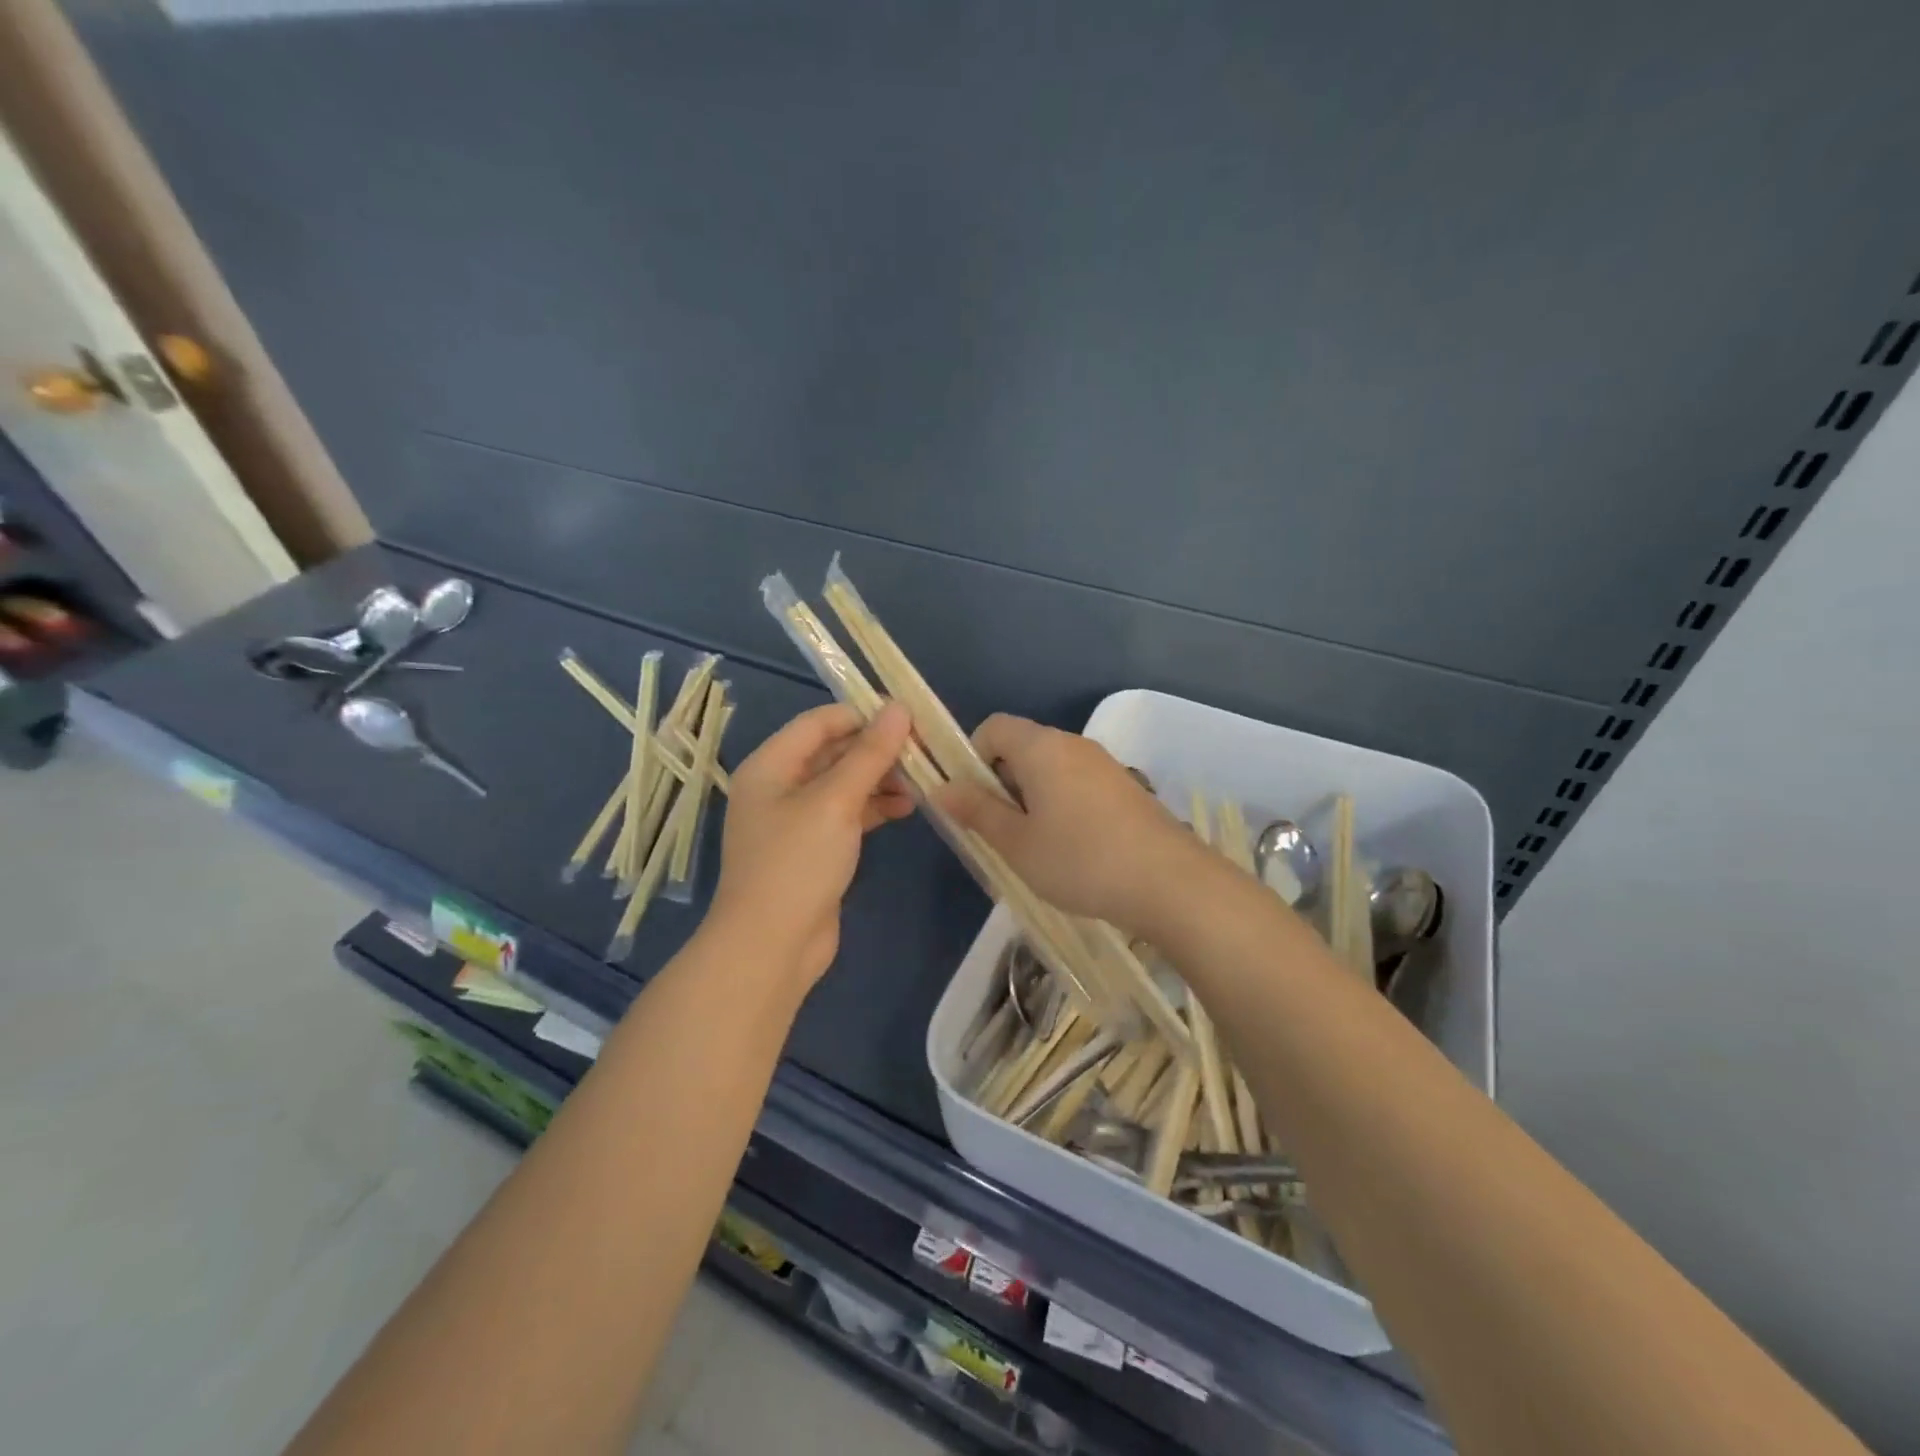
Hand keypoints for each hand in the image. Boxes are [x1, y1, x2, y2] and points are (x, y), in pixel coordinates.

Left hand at [708, 702, 914, 989]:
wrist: (771, 947)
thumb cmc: (797, 864)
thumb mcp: (835, 802)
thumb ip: (869, 754)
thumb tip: (899, 708)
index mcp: (771, 766)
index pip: (819, 722)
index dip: (862, 716)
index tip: (908, 720)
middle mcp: (779, 786)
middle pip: (833, 752)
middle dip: (877, 750)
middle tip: (923, 752)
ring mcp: (796, 819)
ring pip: (844, 784)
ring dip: (880, 779)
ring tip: (921, 783)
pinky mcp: (813, 848)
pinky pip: (847, 814)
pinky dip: (874, 807)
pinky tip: (905, 809)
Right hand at [938, 713, 1202, 932]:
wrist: (1171, 882)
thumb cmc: (1080, 860)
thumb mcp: (1016, 843)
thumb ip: (977, 811)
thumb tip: (942, 788)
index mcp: (1041, 747)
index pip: (993, 727)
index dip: (973, 758)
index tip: (974, 801)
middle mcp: (1073, 744)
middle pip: (1023, 746)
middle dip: (1001, 782)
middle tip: (1001, 831)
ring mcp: (1104, 764)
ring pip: (1051, 768)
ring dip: (1032, 797)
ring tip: (1036, 846)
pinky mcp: (1126, 787)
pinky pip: (1078, 783)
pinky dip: (1062, 804)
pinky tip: (1073, 849)